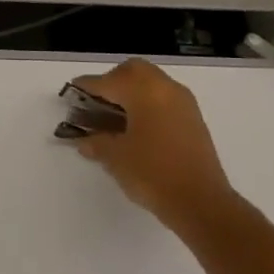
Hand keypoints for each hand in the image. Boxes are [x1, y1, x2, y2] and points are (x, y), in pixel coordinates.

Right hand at [66, 60, 240, 227]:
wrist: (201, 202)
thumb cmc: (152, 173)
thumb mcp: (115, 157)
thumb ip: (96, 142)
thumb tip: (84, 140)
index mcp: (144, 92)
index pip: (108, 81)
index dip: (87, 86)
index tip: (72, 91)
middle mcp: (166, 89)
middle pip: (134, 71)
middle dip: (113, 80)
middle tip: (97, 101)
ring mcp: (184, 103)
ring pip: (152, 82)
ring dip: (132, 91)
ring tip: (115, 115)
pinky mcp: (193, 120)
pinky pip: (164, 98)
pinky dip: (147, 103)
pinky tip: (136, 127)